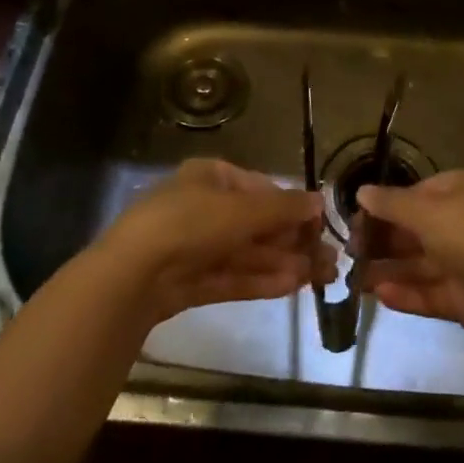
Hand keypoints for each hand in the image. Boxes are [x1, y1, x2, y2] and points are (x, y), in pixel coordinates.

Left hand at [97, 159, 334, 326]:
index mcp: (211, 177)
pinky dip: (262, 280)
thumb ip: (283, 207)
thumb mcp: (242, 209)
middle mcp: (204, 207)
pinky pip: (234, 276)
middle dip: (294, 240)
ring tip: (321, 276)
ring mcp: (196, 246)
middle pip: (257, 224)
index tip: (321, 224)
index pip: (260, 188)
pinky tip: (293, 286)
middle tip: (330, 259)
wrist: (133, 275)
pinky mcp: (191, 281)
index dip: (292, 206)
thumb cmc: (191, 223)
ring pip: (248, 253)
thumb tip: (320, 200)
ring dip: (284, 262)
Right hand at [355, 170, 463, 346]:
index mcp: (457, 191)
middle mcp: (460, 223)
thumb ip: (391, 204)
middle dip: (381, 241)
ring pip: (418, 264)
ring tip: (354, 280)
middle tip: (349, 253)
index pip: (413, 195)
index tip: (354, 221)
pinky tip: (379, 296)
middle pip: (413, 231)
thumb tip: (361, 191)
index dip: (383, 207)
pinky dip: (406, 294)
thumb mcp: (428, 211)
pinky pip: (430, 292)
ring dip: (387, 270)